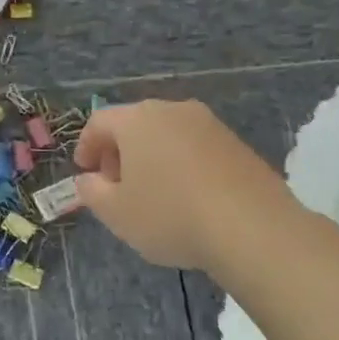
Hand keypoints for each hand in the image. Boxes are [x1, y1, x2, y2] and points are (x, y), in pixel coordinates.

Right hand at [74, 99, 288, 270]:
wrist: (253, 228)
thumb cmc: (170, 215)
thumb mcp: (115, 212)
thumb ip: (92, 192)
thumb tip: (89, 179)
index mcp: (137, 120)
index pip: (99, 122)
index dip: (86, 146)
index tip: (85, 173)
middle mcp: (173, 111)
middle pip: (135, 124)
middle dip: (119, 152)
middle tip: (115, 185)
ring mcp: (210, 124)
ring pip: (167, 135)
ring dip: (151, 158)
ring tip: (152, 195)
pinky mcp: (237, 144)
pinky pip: (195, 148)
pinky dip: (181, 165)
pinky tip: (186, 198)